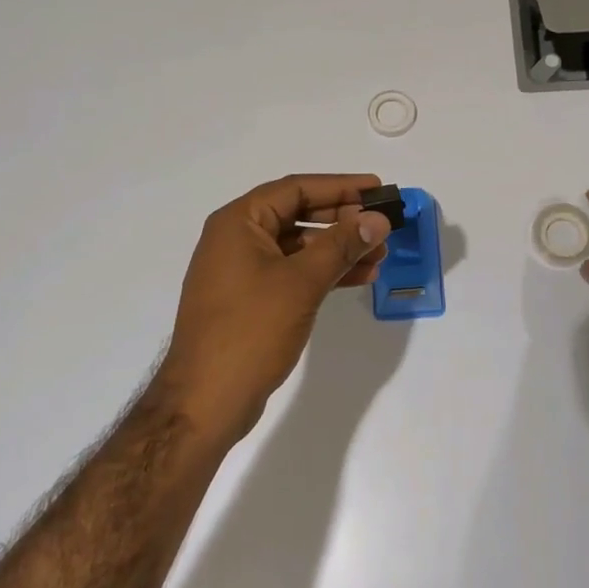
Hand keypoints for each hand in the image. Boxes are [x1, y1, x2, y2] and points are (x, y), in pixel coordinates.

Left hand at [161, 174, 391, 440]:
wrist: (206, 401)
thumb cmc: (250, 330)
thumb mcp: (301, 282)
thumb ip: (341, 245)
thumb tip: (378, 219)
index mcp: (238, 222)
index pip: (295, 189)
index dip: (340, 186)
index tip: (377, 189)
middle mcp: (236, 239)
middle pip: (297, 214)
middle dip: (342, 220)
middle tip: (382, 225)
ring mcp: (241, 271)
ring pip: (298, 246)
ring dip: (338, 248)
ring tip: (379, 256)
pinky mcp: (249, 300)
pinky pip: (292, 272)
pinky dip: (323, 272)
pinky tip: (357, 278)